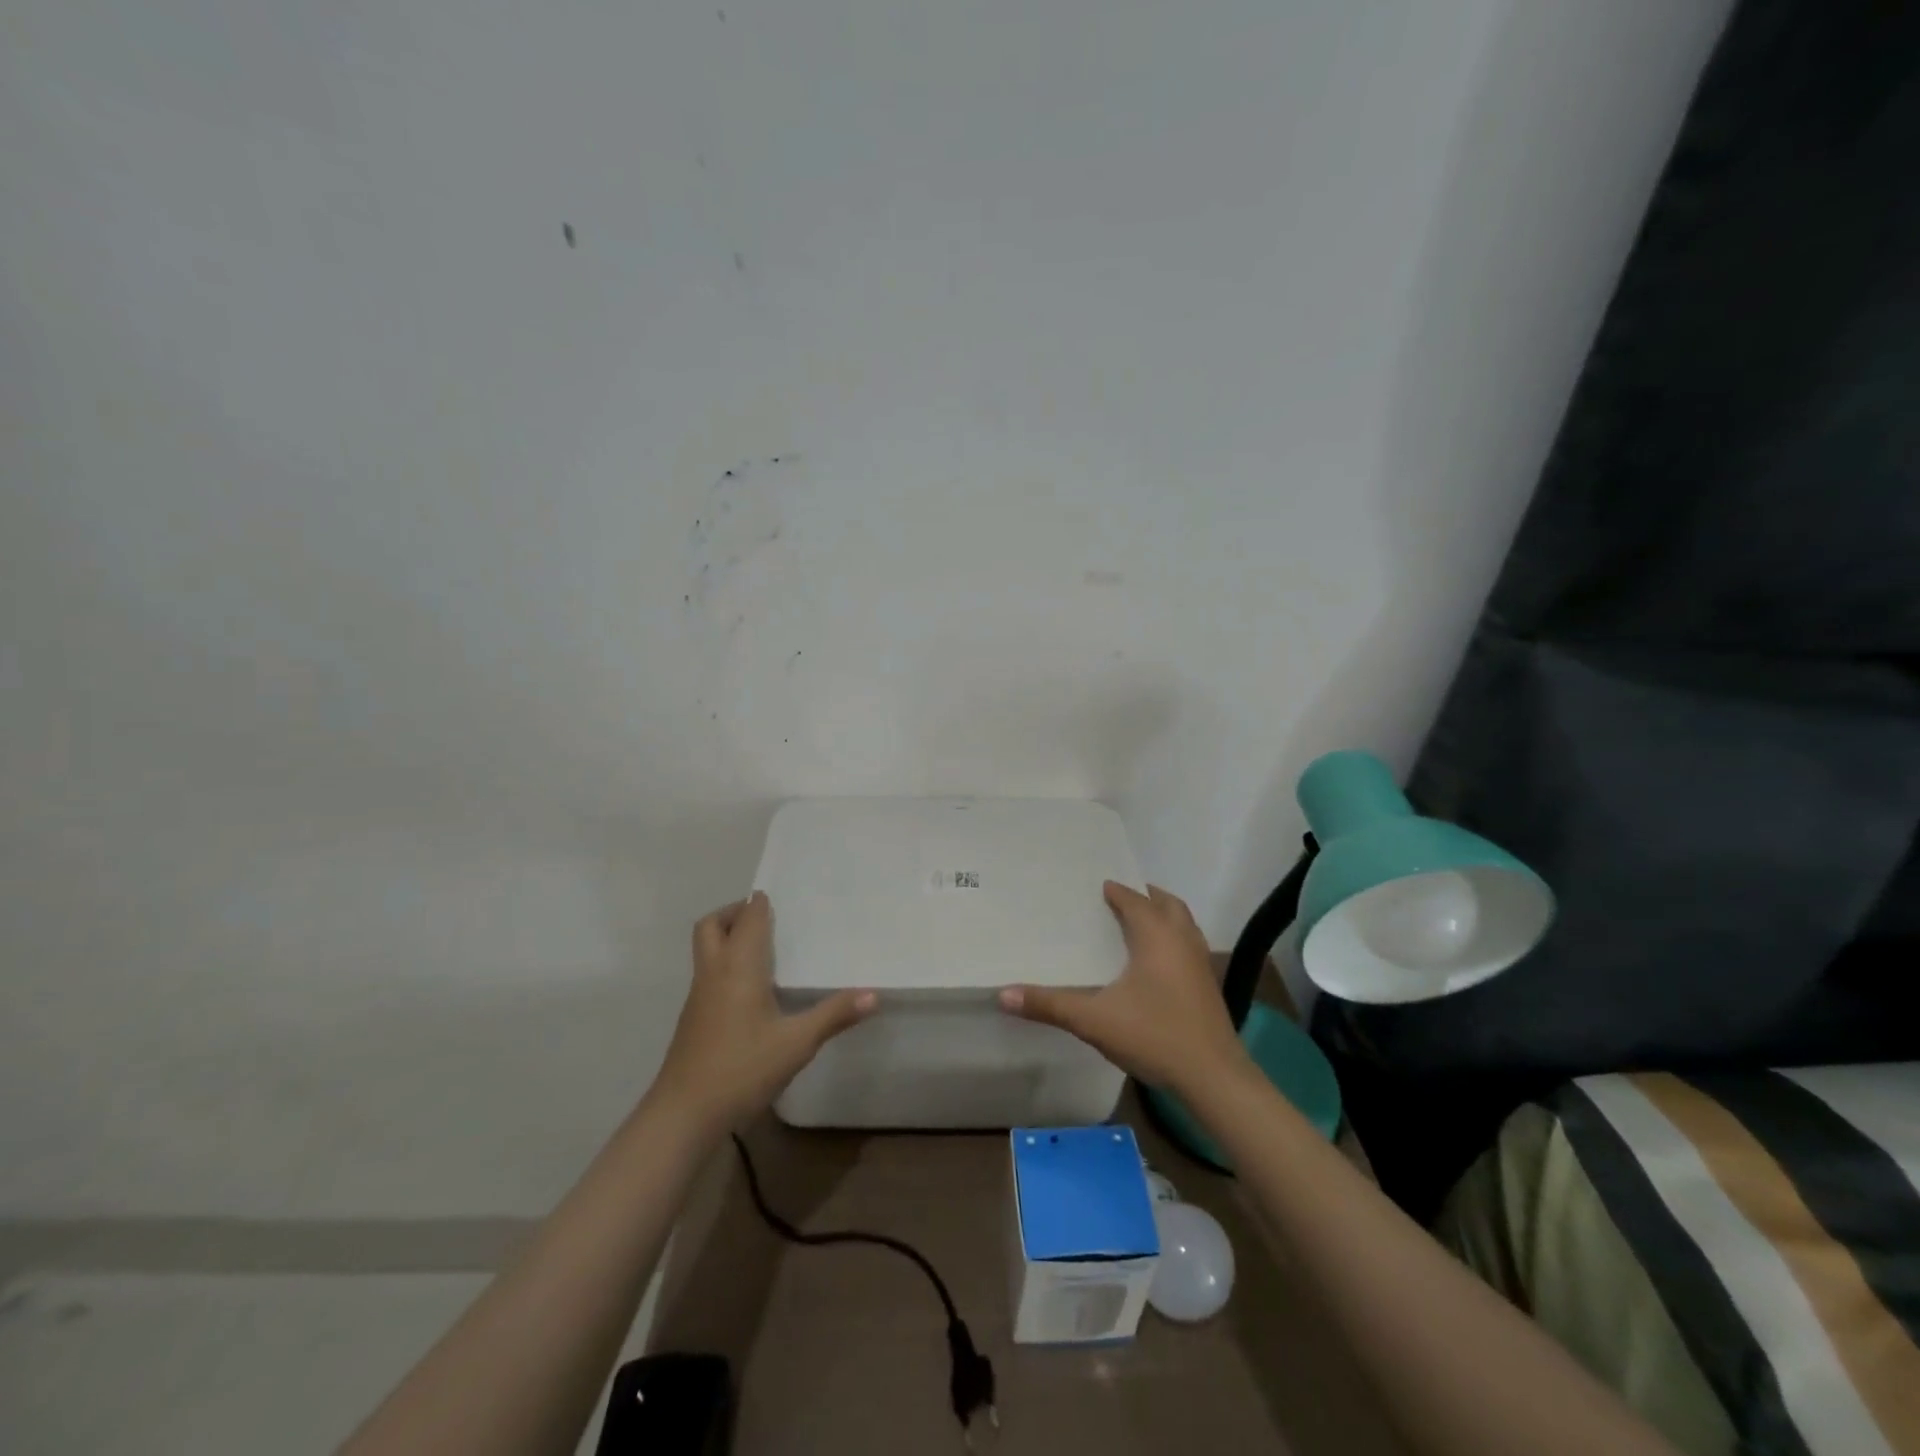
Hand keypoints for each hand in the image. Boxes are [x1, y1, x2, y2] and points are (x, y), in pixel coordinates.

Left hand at [654, 892, 875, 1132]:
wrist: (684, 1114)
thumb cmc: (742, 1068)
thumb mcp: (797, 1043)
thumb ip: (834, 1015)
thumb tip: (874, 994)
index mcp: (739, 967)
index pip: (747, 918)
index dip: (760, 903)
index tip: (780, 897)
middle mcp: (714, 972)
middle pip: (712, 925)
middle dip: (734, 912)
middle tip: (765, 918)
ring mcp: (698, 996)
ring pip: (706, 949)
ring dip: (727, 937)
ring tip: (765, 949)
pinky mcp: (693, 1018)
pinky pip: (708, 972)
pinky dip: (725, 963)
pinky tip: (751, 990)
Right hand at [998, 882, 1251, 1098]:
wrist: (1214, 1077)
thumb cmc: (1154, 1035)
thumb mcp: (1094, 1020)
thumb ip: (1049, 1005)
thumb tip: (1003, 994)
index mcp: (1156, 936)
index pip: (1134, 900)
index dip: (1116, 892)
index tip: (1096, 888)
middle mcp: (1182, 940)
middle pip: (1167, 904)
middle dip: (1145, 897)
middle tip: (1118, 898)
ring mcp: (1200, 963)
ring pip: (1184, 924)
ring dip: (1163, 916)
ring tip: (1139, 923)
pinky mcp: (1208, 985)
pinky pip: (1189, 945)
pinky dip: (1173, 939)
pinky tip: (1157, 964)